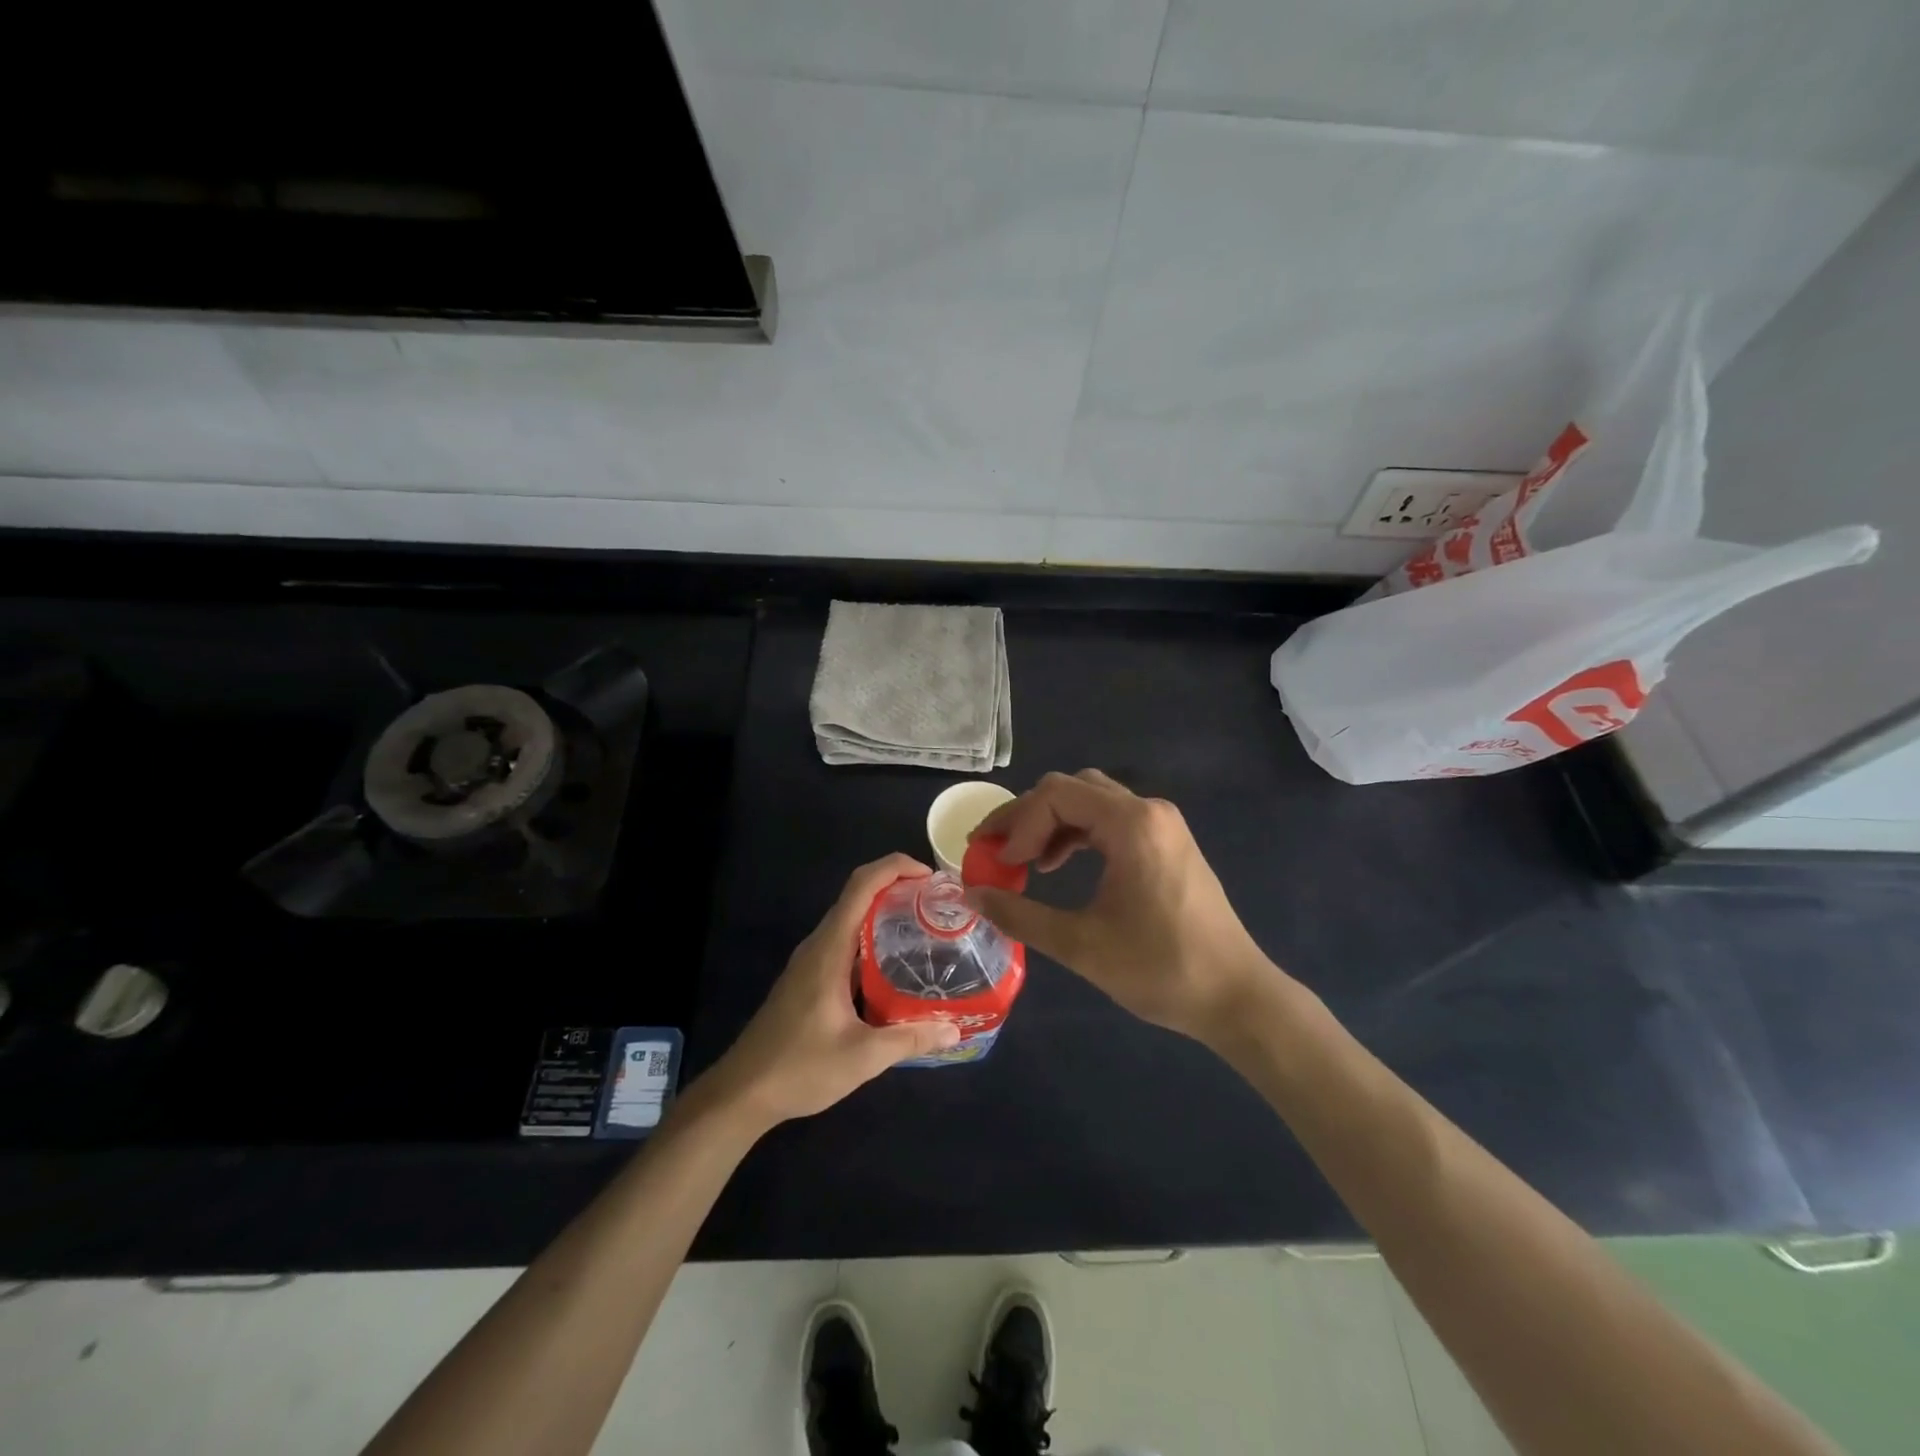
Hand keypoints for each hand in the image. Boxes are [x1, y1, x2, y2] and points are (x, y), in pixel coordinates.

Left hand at [704, 854, 960, 1129]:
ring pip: (850, 919)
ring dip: (884, 913)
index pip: (861, 886)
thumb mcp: (863, 1057)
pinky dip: (872, 939)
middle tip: (937, 904)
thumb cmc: (800, 1068)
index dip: (895, 867)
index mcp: (829, 949)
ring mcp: (811, 961)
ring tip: (925, 928)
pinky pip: (845, 943)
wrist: (743, 1093)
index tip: (930, 876)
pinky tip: (896, 966)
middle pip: (857, 895)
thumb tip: (956, 1031)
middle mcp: (818, 945)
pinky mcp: (809, 979)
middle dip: (897, 887)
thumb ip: (910, 1039)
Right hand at [967, 770, 1281, 1045]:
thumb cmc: (1161, 969)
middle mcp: (1148, 810)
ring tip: (1022, 861)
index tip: (997, 863)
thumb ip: (1020, 915)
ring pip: (1090, 801)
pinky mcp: (1166, 842)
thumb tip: (972, 895)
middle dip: (1027, 817)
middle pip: (1070, 789)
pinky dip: (1076, 834)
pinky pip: (1110, 820)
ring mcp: (1161, 824)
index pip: (1054, 795)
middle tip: (995, 851)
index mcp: (1131, 824)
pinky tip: (1058, 866)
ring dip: (1050, 824)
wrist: (1236, 997)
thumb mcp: (1080, 945)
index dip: (1016, 824)